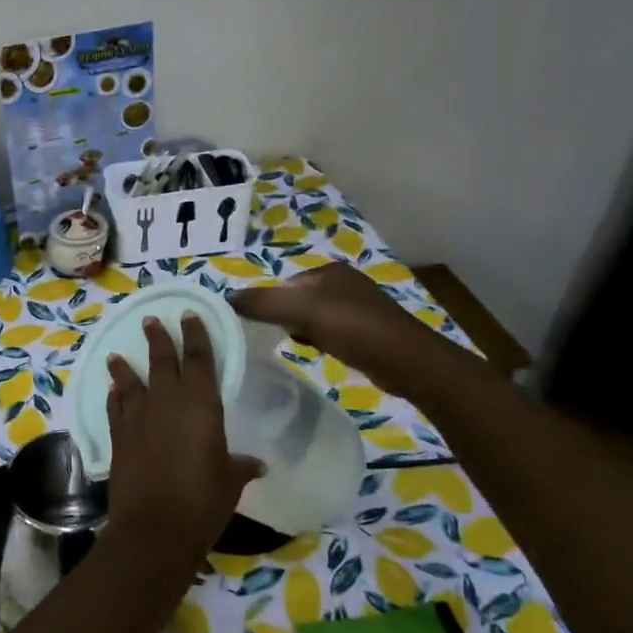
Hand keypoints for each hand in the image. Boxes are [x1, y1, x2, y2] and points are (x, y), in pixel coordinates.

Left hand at [105, 315, 263, 554]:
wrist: (154, 526)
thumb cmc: (202, 500)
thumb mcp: (230, 481)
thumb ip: (241, 466)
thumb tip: (258, 464)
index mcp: (200, 403)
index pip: (199, 358)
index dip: (195, 335)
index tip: (189, 315)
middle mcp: (166, 401)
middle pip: (161, 360)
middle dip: (158, 338)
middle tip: (151, 320)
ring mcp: (138, 417)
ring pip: (130, 381)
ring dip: (124, 366)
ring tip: (116, 353)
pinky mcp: (118, 436)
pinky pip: (115, 407)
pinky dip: (113, 396)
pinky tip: (111, 391)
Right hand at [229, 262, 443, 392]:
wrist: (406, 361)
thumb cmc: (352, 328)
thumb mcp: (301, 311)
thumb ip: (262, 303)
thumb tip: (226, 299)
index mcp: (329, 270)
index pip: (284, 283)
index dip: (268, 302)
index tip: (257, 325)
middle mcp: (344, 283)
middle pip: (296, 299)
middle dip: (283, 317)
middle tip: (272, 337)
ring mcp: (357, 308)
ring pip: (312, 316)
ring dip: (299, 329)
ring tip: (294, 344)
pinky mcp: (366, 331)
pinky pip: (328, 331)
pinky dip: (317, 340)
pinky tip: (316, 351)